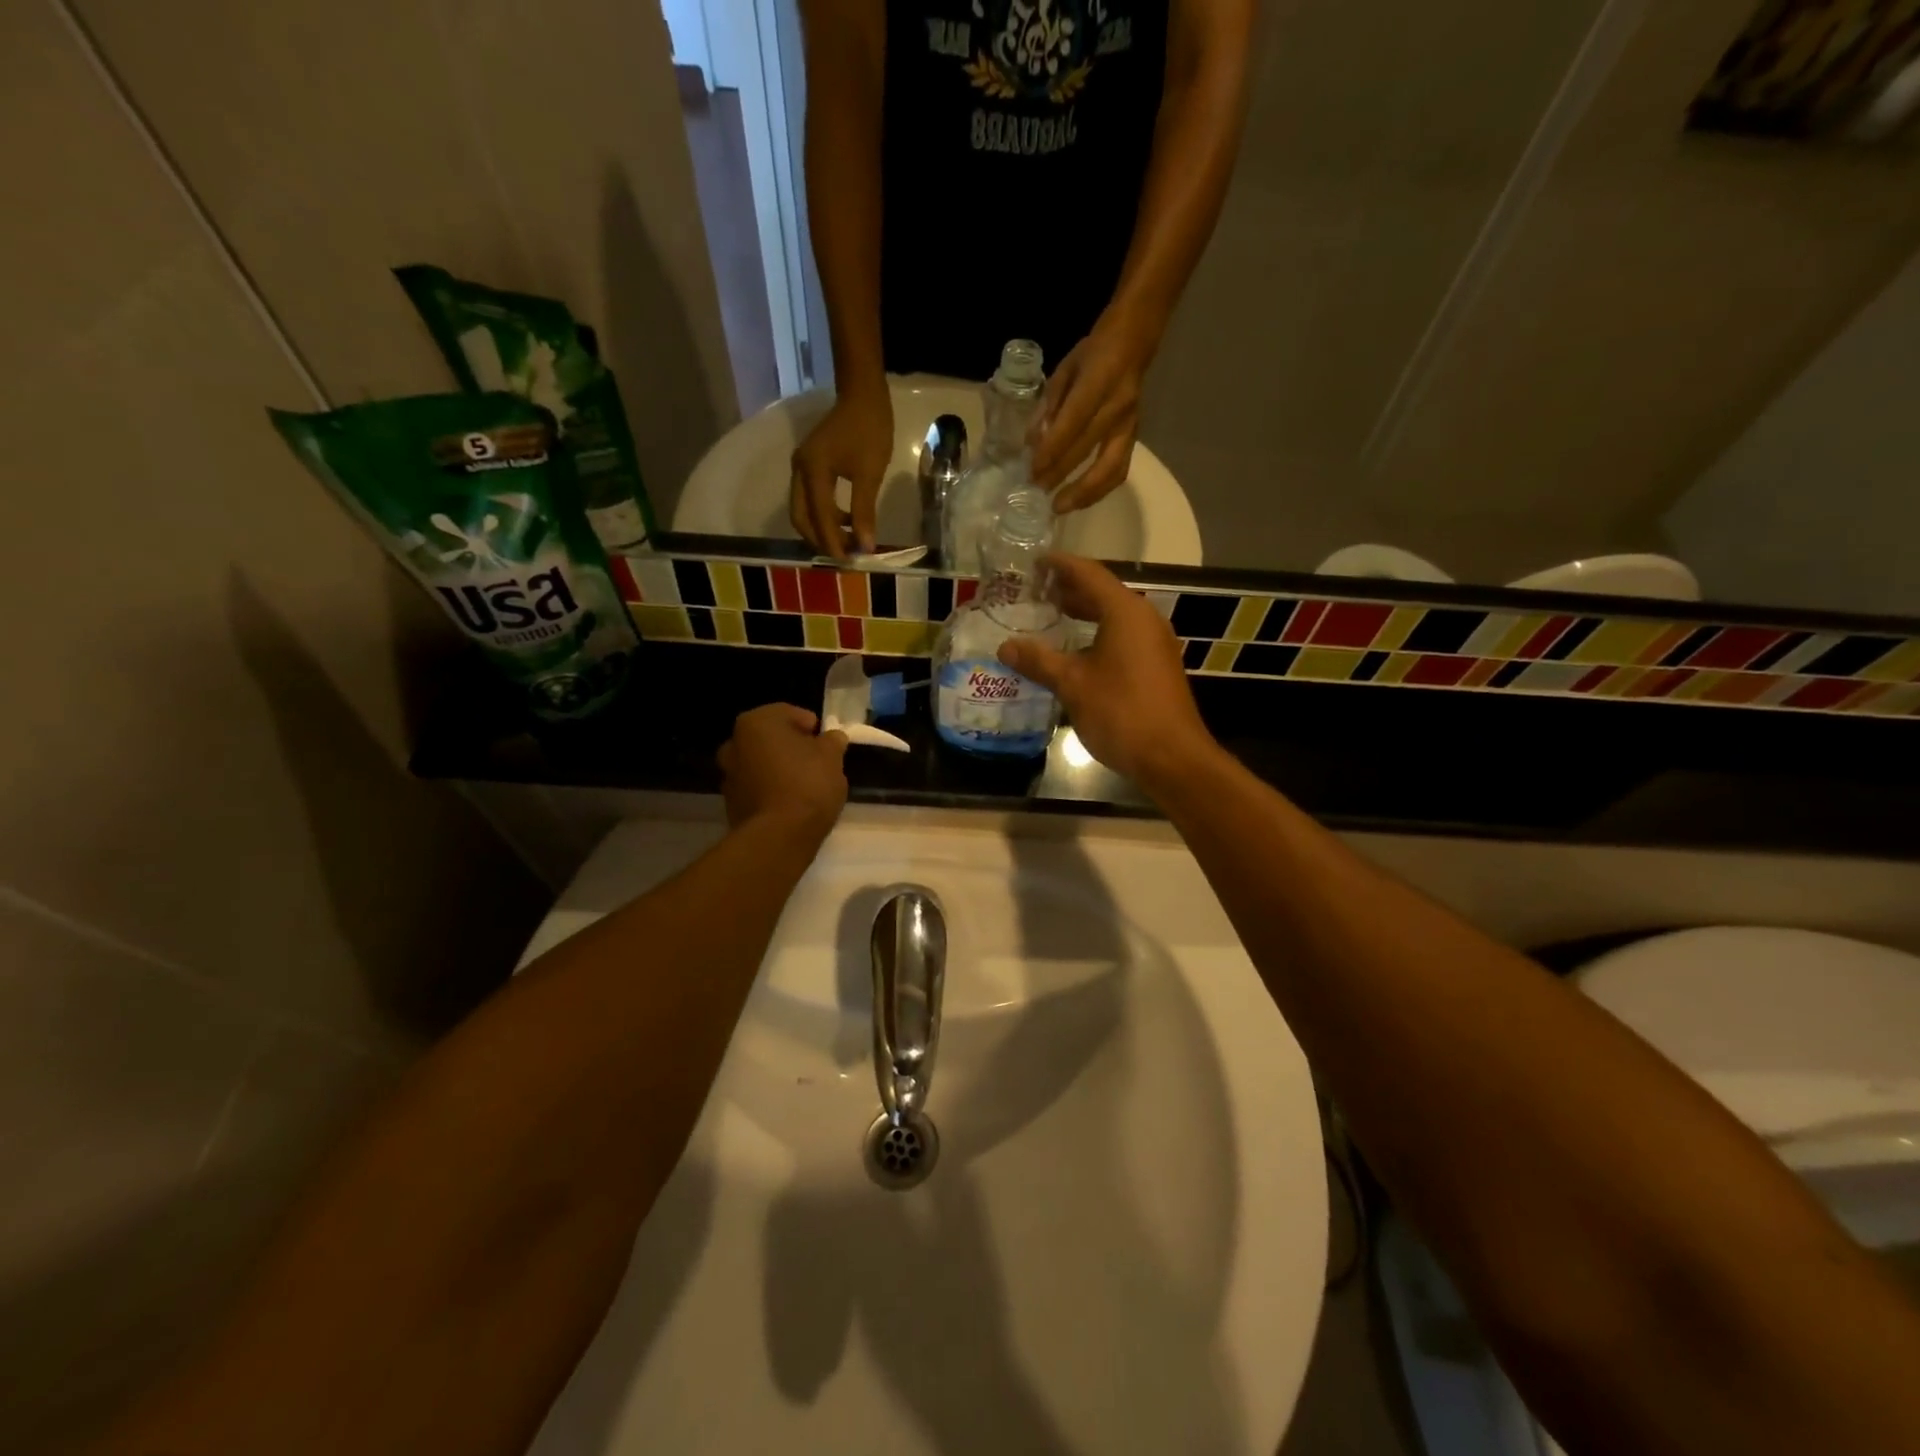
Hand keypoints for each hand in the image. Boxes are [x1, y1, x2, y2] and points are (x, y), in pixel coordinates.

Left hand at [719, 704, 849, 836]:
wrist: (778, 836)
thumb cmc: (807, 785)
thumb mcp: (832, 758)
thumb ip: (832, 741)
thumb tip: (832, 738)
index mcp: (756, 722)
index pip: (788, 713)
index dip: (811, 726)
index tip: (827, 743)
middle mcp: (734, 743)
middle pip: (771, 738)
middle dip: (792, 747)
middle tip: (817, 762)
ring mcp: (728, 774)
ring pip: (762, 763)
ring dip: (779, 768)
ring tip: (805, 785)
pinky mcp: (731, 802)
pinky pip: (757, 787)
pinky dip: (771, 789)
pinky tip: (791, 803)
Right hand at [790, 384, 892, 558]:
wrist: (863, 394)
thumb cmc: (869, 430)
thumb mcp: (870, 474)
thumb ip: (864, 512)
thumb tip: (865, 546)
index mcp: (812, 472)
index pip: (819, 518)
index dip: (832, 543)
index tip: (848, 562)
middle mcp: (799, 471)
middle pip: (801, 518)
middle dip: (820, 540)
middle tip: (844, 557)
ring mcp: (801, 467)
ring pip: (803, 510)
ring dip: (822, 529)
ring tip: (847, 543)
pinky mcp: (809, 466)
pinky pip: (810, 499)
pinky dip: (824, 515)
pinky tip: (846, 522)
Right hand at [994, 554, 1213, 784]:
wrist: (1172, 757)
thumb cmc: (1121, 712)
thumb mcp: (1072, 684)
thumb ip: (1038, 661)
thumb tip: (1006, 646)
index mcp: (1125, 612)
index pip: (1089, 574)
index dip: (1060, 565)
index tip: (1035, 561)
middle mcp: (1144, 619)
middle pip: (1103, 592)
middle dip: (1070, 589)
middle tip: (1036, 590)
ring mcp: (1154, 643)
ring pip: (1114, 616)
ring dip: (1084, 613)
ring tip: (1052, 615)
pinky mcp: (1156, 665)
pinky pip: (1123, 636)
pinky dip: (1097, 633)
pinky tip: (1076, 651)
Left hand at [1029, 309, 1155, 513]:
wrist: (1135, 341)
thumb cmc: (1094, 353)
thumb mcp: (1065, 369)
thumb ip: (1049, 406)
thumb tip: (1033, 443)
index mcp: (1098, 381)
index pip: (1073, 422)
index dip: (1052, 449)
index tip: (1032, 470)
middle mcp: (1117, 406)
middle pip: (1087, 449)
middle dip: (1059, 474)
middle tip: (1036, 491)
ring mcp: (1129, 424)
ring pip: (1110, 468)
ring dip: (1084, 493)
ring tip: (1060, 507)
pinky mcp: (1135, 437)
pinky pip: (1119, 470)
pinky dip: (1100, 490)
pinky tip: (1081, 500)